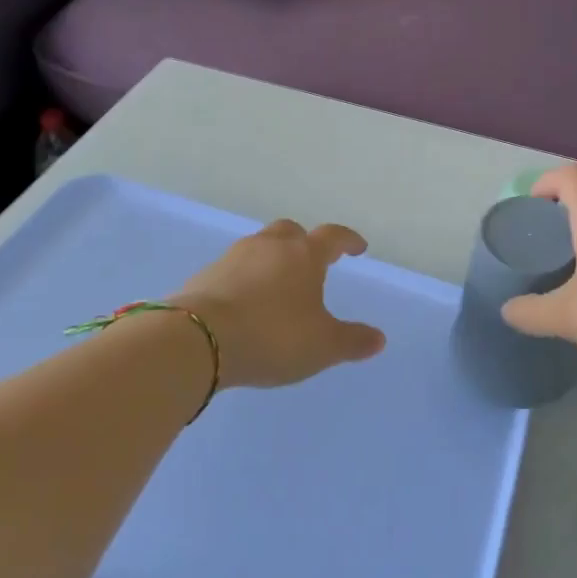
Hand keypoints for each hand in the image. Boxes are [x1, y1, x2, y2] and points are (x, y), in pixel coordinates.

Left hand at [175, 220, 386, 389]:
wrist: (198, 339)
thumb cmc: (272, 336)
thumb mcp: (322, 346)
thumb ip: (352, 341)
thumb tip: (378, 339)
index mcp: (304, 255)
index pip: (333, 237)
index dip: (348, 240)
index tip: (357, 248)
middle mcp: (269, 247)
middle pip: (290, 231)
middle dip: (304, 242)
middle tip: (311, 262)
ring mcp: (233, 257)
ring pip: (259, 248)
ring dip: (271, 260)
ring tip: (276, 287)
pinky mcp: (204, 275)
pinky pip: (232, 269)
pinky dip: (244, 279)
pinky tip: (244, 304)